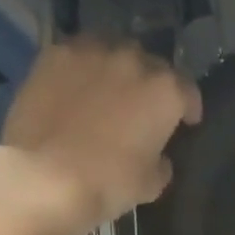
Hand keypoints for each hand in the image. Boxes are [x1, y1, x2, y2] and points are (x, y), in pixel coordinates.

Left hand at [0, 36, 202, 234]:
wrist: (46, 176)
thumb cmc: (109, 182)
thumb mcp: (152, 183)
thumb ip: (161, 162)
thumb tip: (157, 156)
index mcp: (165, 91)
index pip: (188, 91)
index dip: (188, 107)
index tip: (186, 122)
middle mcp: (133, 61)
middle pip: (150, 65)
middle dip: (151, 84)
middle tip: (143, 108)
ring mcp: (90, 52)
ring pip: (113, 51)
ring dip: (117, 69)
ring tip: (110, 91)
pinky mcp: (53, 55)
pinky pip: (78, 55)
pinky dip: (83, 69)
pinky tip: (77, 89)